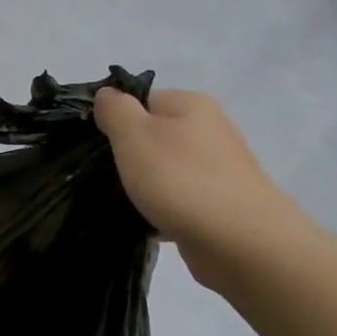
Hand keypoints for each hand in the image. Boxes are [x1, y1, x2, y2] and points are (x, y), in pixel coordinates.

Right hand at [93, 87, 304, 288]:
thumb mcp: (134, 134)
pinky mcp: (220, 203)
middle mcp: (208, 130)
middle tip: (102, 176)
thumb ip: (115, 109)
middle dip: (126, 156)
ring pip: (163, 170)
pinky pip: (177, 199)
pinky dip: (160, 209)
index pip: (140, 100)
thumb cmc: (180, 179)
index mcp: (190, 105)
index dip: (113, 120)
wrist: (241, 242)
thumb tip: (107, 94)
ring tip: (120, 203)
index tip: (94, 146)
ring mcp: (218, 168)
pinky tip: (145, 225)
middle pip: (152, 135)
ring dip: (141, 185)